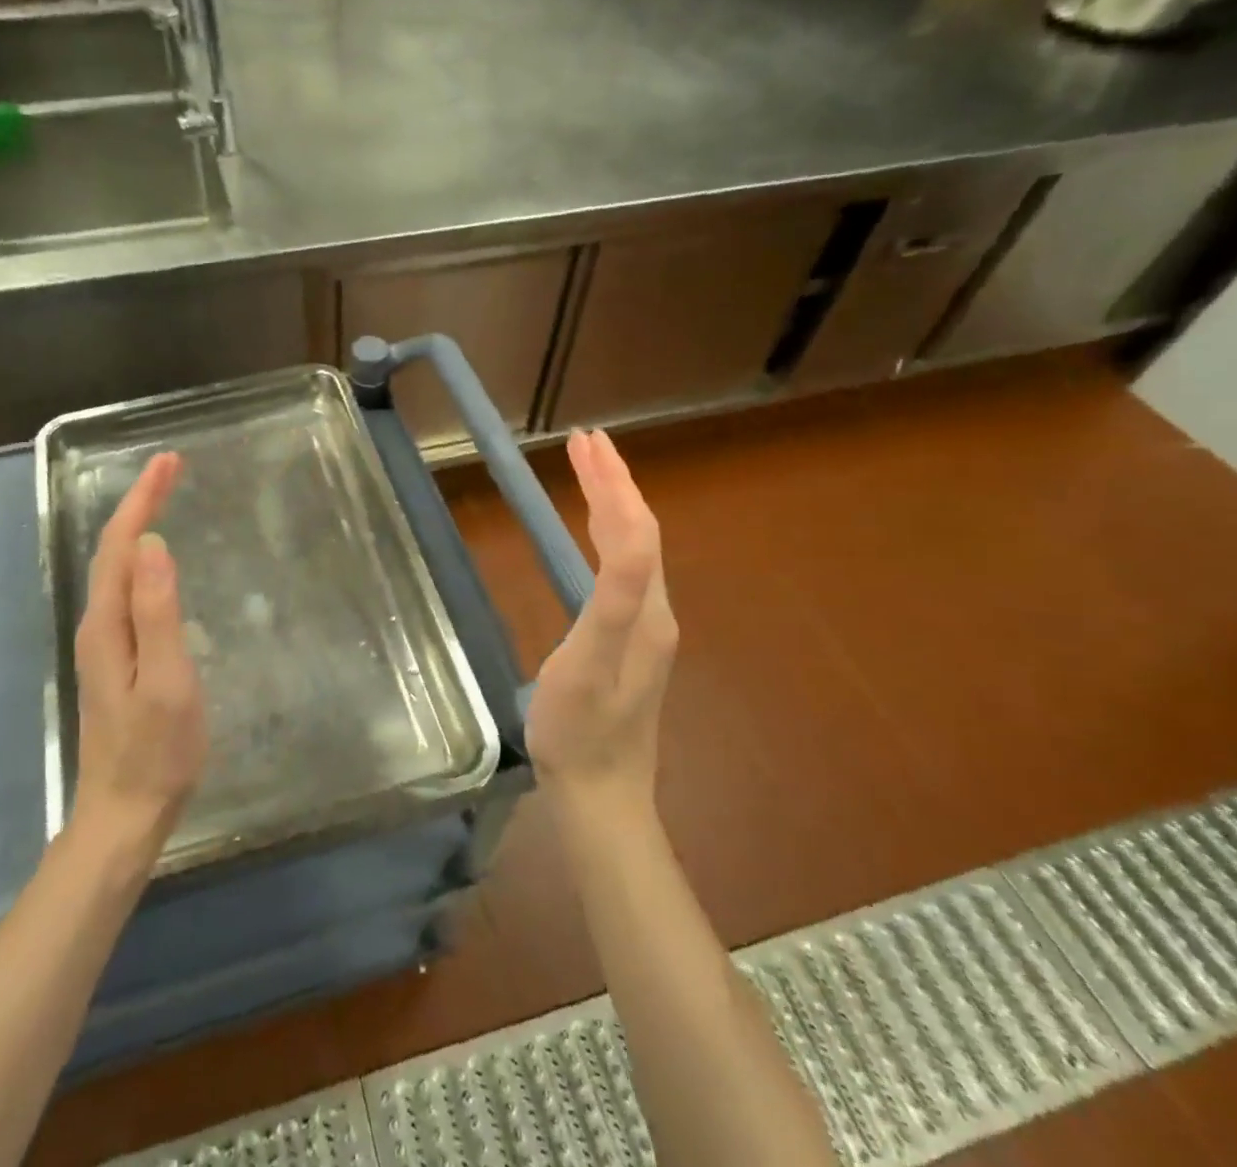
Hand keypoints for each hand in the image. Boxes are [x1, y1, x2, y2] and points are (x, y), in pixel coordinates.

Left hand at [70, 452, 207, 862]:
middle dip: (138, 502)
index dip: (141, 499)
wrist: (125, 815)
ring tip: (164, 497)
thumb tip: (152, 544)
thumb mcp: (167, 680)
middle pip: (114, 550)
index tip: (168, 461)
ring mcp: (104, 643)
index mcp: (108, 624)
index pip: (121, 545)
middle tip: (171, 467)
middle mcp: (98, 625)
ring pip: (117, 569)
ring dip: (138, 526)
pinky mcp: (117, 658)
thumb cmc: (156, 751)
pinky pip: (126, 590)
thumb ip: (158, 612)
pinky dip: (141, 558)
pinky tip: (156, 560)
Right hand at [526, 430, 678, 817]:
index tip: (587, 440)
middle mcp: (655, 612)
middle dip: (612, 483)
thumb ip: (617, 596)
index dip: (614, 482)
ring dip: (609, 506)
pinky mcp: (629, 644)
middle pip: (638, 533)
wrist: (600, 795)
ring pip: (632, 551)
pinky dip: (605, 538)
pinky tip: (592, 539)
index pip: (636, 528)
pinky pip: (622, 572)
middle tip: (583, 443)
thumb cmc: (581, 727)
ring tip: (586, 474)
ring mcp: (645, 630)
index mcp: (648, 609)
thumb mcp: (591, 660)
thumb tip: (633, 529)